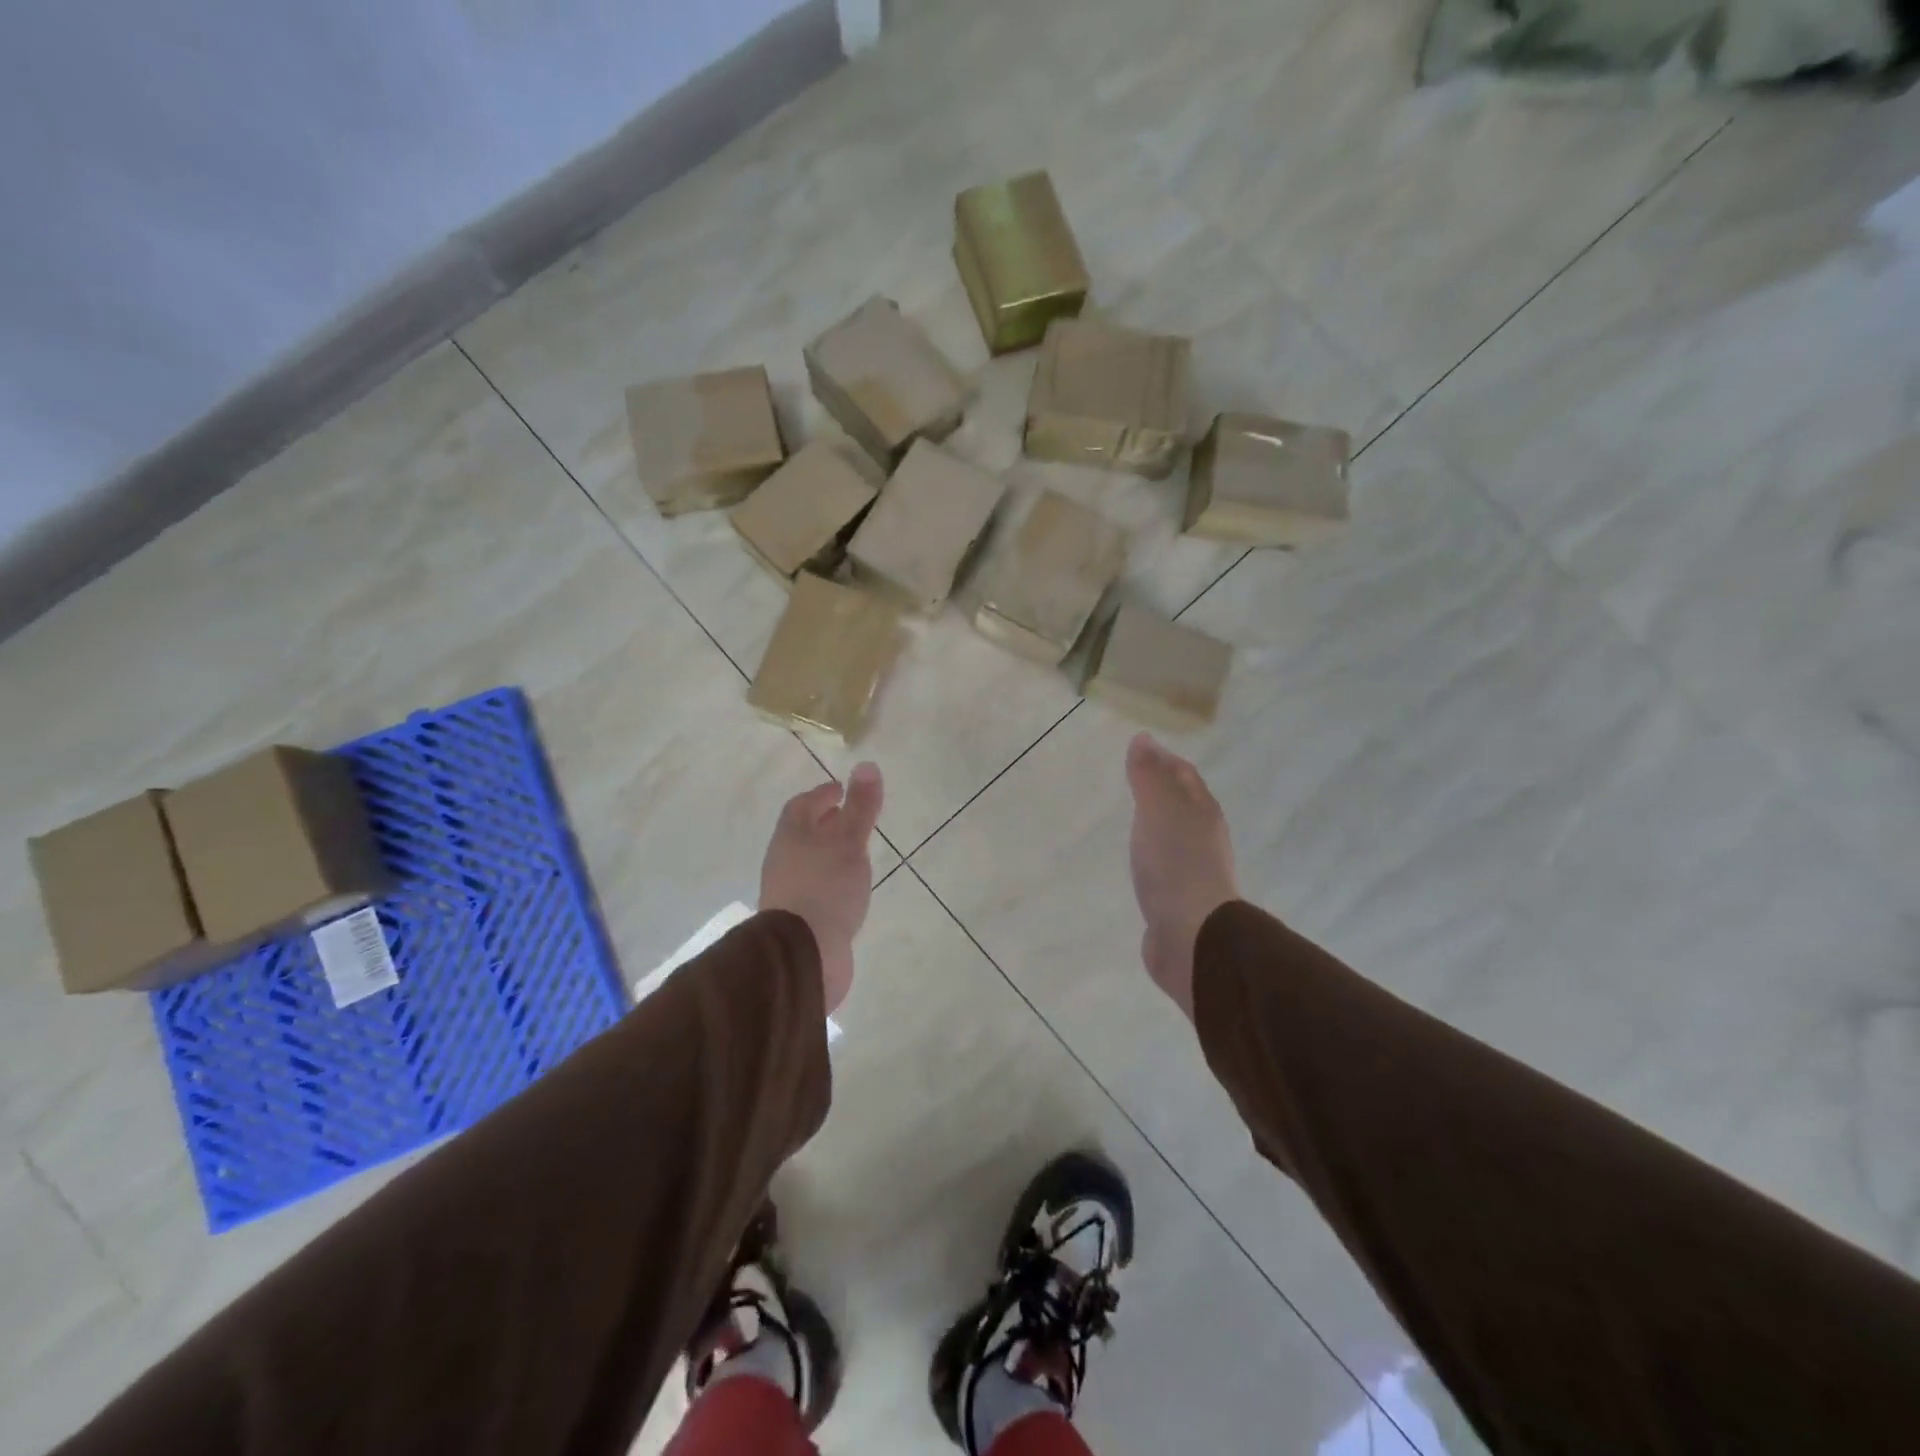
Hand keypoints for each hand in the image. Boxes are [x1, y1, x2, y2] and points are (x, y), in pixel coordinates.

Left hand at [759, 763, 882, 1015]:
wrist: (803, 954)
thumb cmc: (826, 887)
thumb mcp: (849, 841)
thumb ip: (860, 806)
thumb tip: (867, 765)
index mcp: (790, 836)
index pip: (802, 805)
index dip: (822, 794)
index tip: (842, 789)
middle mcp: (784, 861)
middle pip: (804, 834)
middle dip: (826, 823)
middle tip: (852, 818)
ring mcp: (790, 893)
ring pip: (811, 863)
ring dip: (830, 854)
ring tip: (857, 853)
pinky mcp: (800, 921)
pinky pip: (817, 890)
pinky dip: (833, 881)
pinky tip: (850, 890)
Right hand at [1125, 734, 1238, 1020]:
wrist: (1192, 935)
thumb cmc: (1175, 864)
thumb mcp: (1157, 810)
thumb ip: (1148, 775)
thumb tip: (1143, 738)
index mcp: (1202, 812)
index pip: (1184, 775)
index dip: (1165, 759)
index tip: (1142, 748)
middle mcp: (1203, 837)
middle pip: (1184, 803)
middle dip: (1163, 788)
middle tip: (1134, 778)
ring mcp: (1193, 870)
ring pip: (1175, 834)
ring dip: (1158, 822)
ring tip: (1133, 816)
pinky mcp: (1178, 899)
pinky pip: (1164, 865)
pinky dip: (1152, 853)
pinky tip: (1139, 860)